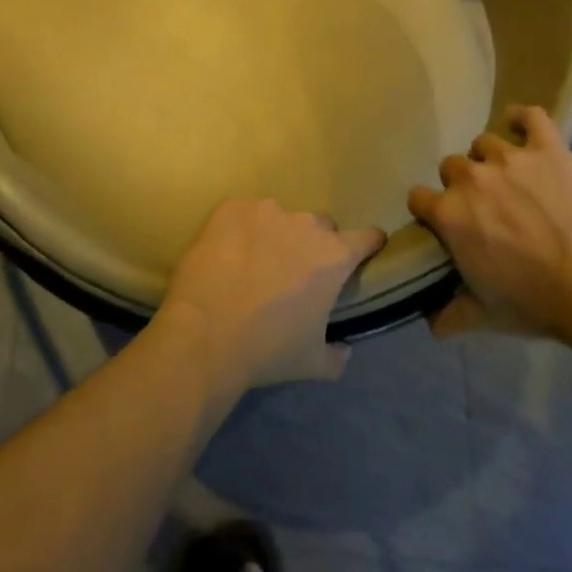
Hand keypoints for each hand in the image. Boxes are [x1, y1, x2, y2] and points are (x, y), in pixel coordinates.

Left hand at [158, 198, 383, 392]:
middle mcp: (305, 224)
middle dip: (313, 244)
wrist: (205, 334)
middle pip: (320, 226)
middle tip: (294, 272)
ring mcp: (266, 211)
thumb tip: (344, 349)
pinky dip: (241, 229)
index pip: (366, 237)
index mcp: (333, 257)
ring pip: (280, 218)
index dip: (367, 245)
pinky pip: (244, 214)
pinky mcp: (231, 208)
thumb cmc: (267, 349)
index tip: (364, 251)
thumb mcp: (312, 362)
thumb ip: (337, 355)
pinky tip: (227, 254)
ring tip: (253, 263)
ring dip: (275, 235)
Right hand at [408, 105, 571, 342]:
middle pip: (451, 166)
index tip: (443, 222)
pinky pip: (530, 117)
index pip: (417, 197)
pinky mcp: (549, 150)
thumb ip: (450, 316)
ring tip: (509, 177)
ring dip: (490, 158)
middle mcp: (471, 179)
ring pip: (484, 143)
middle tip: (485, 206)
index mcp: (449, 214)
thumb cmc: (535, 302)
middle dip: (462, 184)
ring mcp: (510, 159)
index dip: (429, 209)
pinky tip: (522, 127)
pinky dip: (522, 118)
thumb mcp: (485, 316)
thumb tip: (428, 323)